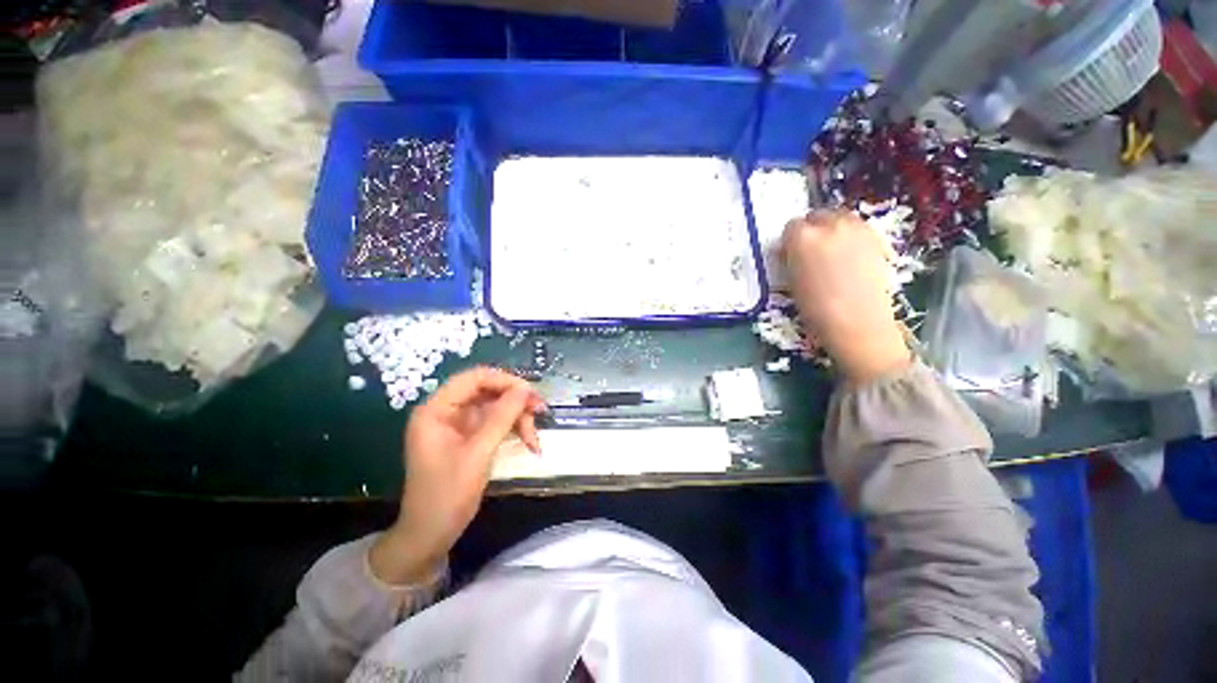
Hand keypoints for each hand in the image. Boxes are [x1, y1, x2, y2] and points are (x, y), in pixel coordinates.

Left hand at [371, 368, 543, 584]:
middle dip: (515, 402)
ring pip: (496, 407)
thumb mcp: (477, 454)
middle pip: (488, 391)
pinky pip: (496, 423)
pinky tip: (529, 442)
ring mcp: (458, 425)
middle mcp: (447, 411)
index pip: (474, 378)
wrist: (431, 536)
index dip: (504, 381)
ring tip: (534, 439)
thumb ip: (501, 418)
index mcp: (436, 410)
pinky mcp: (469, 437)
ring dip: (518, 418)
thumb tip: (526, 389)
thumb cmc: (447, 496)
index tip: (530, 393)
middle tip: (540, 412)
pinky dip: (513, 429)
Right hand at [782, 210, 910, 381]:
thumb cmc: (815, 308)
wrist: (857, 322)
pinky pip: (857, 228)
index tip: (790, 254)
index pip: (791, 226)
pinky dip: (850, 236)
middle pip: (816, 215)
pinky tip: (850, 258)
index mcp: (802, 237)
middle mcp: (830, 224)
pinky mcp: (876, 238)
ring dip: (832, 230)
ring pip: (839, 218)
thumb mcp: (791, 282)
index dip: (789, 241)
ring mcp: (857, 228)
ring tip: (831, 253)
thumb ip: (791, 259)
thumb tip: (792, 252)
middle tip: (810, 251)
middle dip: (811, 229)